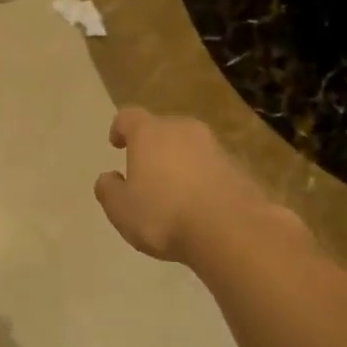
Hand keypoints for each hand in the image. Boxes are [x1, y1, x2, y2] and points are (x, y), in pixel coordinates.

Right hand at [93, 108, 291, 264]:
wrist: (232, 230)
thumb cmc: (165, 215)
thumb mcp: (122, 210)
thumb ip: (109, 190)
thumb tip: (108, 177)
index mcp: (149, 133)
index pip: (129, 116)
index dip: (120, 128)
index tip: (117, 144)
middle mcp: (183, 129)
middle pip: (163, 129)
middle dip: (153, 146)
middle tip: (146, 171)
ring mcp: (214, 146)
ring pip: (190, 147)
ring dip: (180, 162)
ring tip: (175, 192)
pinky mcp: (239, 167)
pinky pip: (212, 167)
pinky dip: (203, 178)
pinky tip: (200, 205)